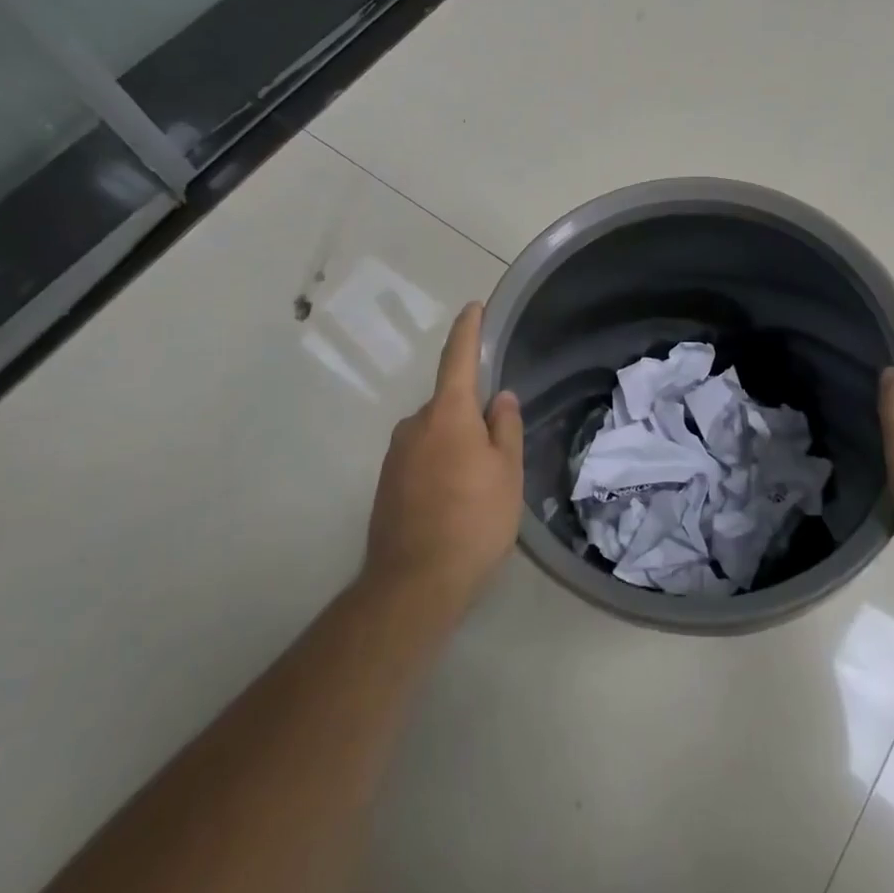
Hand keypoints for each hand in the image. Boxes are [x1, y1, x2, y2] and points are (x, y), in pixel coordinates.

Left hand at [364, 302, 523, 618]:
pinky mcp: (386, 483)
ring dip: (456, 444)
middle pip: (449, 404)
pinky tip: (454, 501)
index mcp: (447, 414)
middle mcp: (414, 425)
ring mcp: (396, 455)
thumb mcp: (506, 473)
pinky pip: (421, 458)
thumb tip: (500, 398)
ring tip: (478, 486)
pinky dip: (440, 465)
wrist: (413, 585)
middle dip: (471, 415)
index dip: (468, 331)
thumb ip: (505, 427)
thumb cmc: (473, 521)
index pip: (457, 359)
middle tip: (498, 451)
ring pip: (435, 434)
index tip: (474, 307)